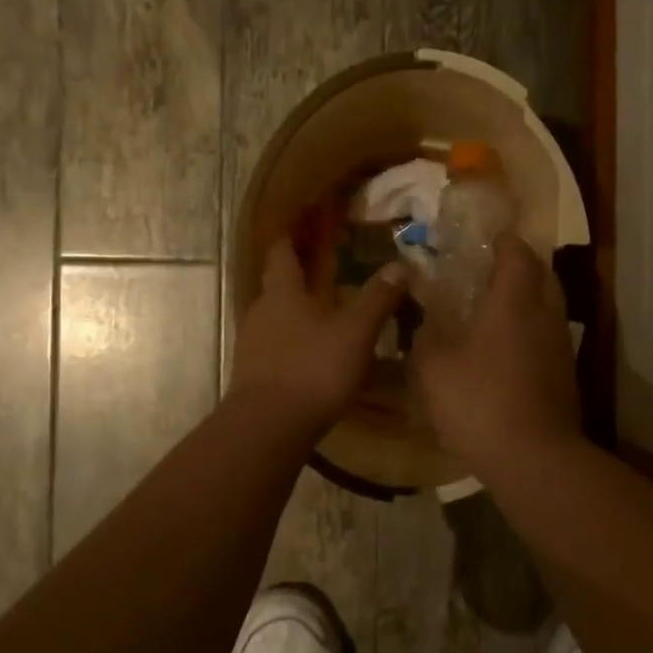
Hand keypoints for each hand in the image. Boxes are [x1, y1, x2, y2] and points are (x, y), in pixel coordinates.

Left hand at [229, 237, 407, 437]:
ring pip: (278, 318)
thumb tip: (400, 265)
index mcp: (282, 292)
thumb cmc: (312, 369)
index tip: (304, 224)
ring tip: (327, 315)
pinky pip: (276, 347)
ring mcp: (253, 345)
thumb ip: (377, 299)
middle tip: (329, 271)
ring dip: (299, 313)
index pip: (282, 252)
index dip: (292, 236)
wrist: (267, 428)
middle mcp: (261, 312)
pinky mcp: (254, 375)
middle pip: (278, 285)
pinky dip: (295, 343)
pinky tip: (315, 356)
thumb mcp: (355, 333)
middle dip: (301, 277)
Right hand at [413, 234, 581, 475]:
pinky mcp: (566, 376)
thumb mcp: (434, 366)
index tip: (488, 241)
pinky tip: (507, 351)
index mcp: (514, 301)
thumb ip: (426, 335)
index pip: (518, 254)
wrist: (533, 457)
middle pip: (543, 275)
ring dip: (528, 301)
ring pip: (549, 308)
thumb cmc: (478, 401)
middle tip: (492, 272)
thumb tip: (425, 319)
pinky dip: (531, 332)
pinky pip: (549, 338)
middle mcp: (545, 315)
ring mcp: (561, 347)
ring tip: (497, 311)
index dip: (504, 242)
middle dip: (522, 267)